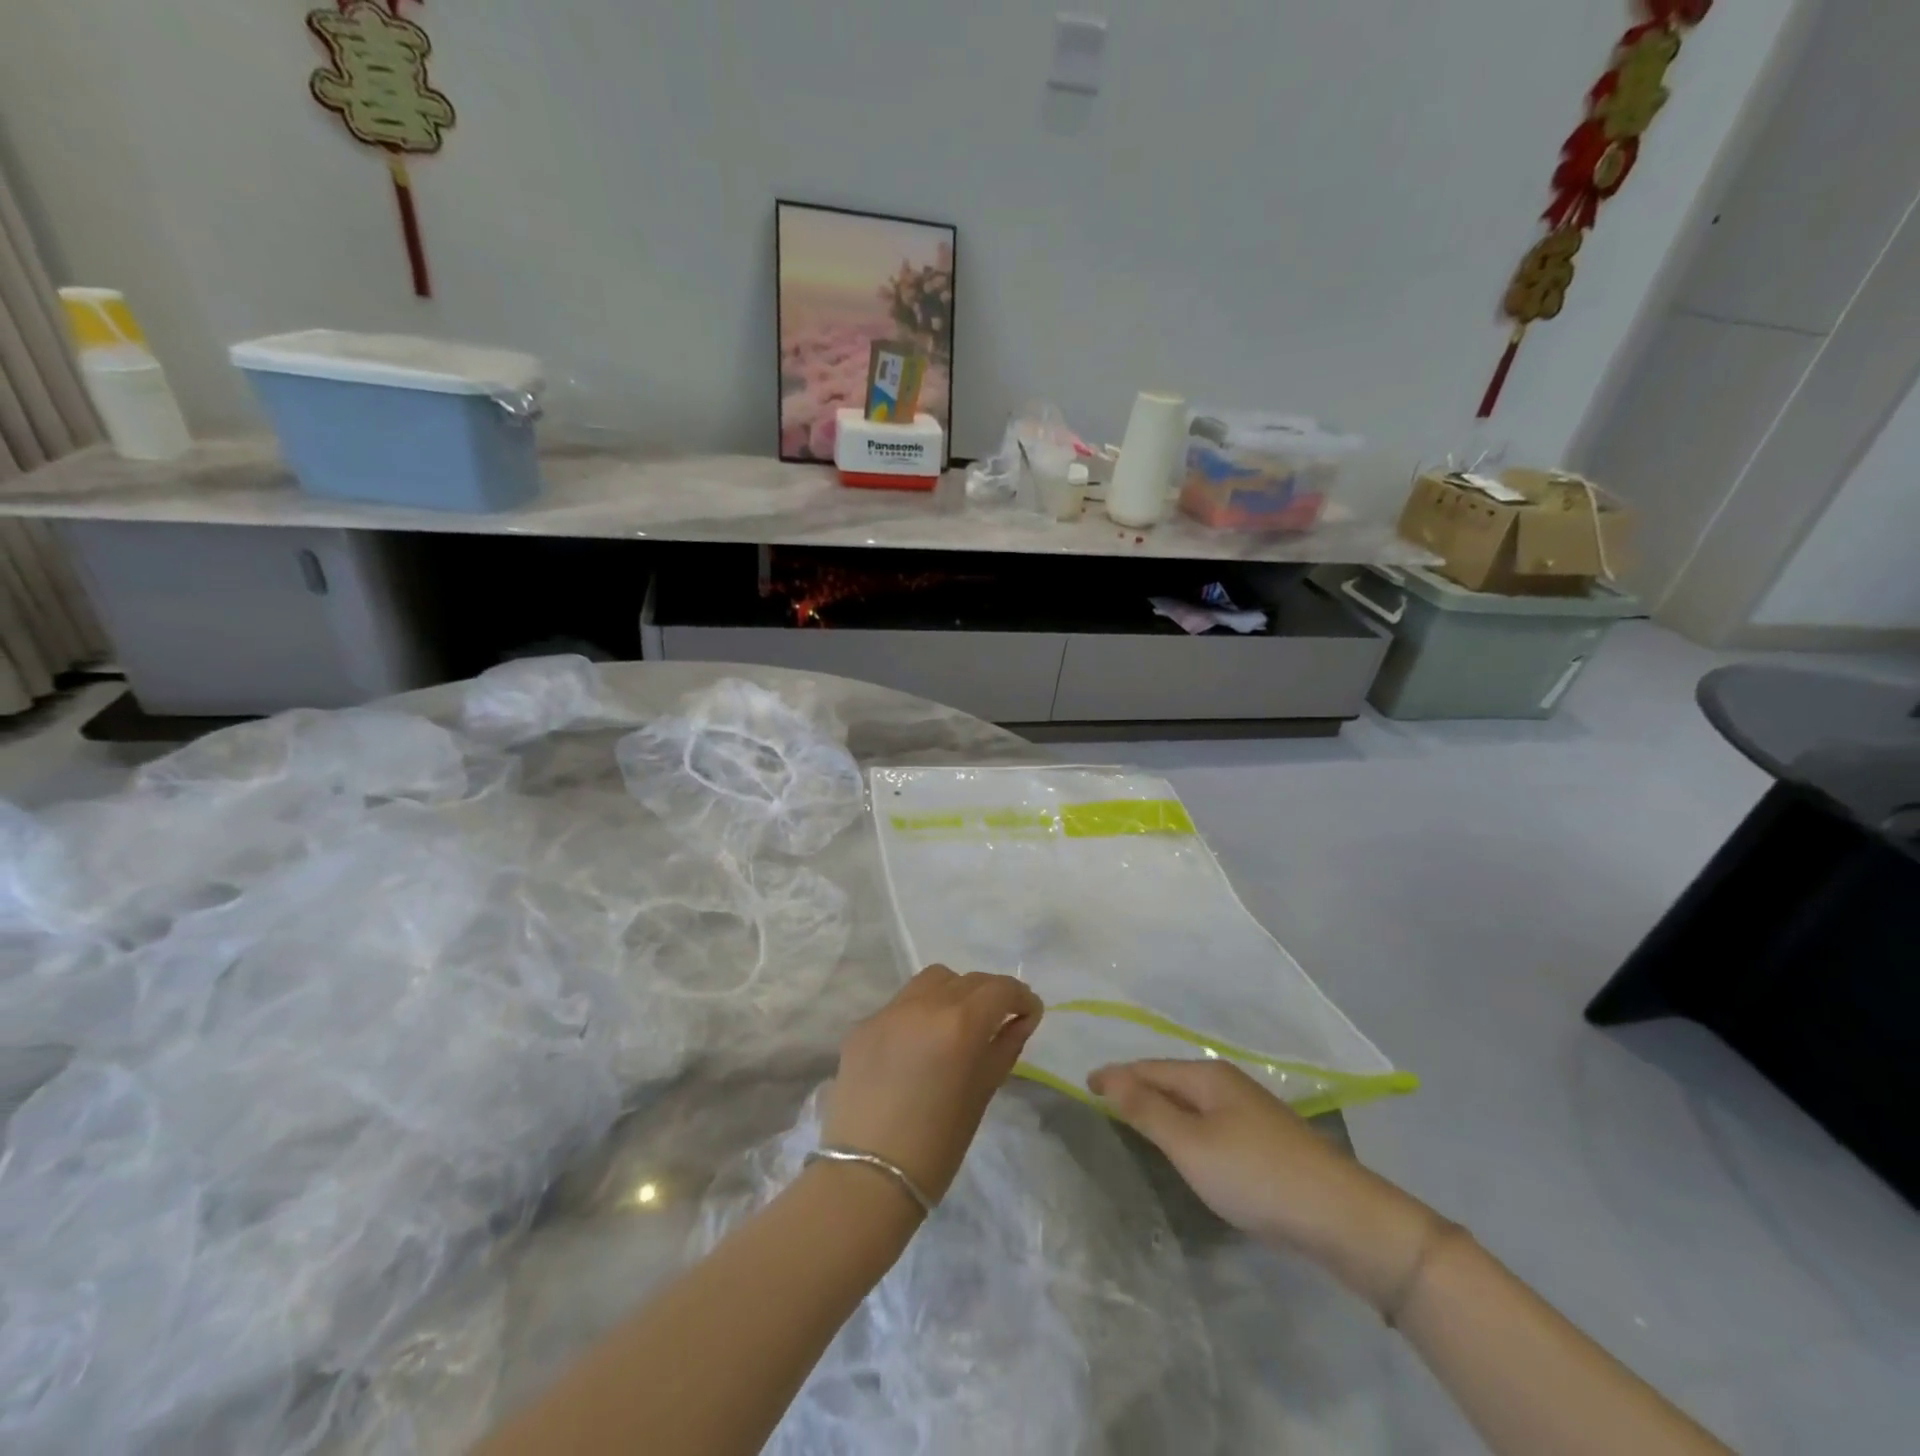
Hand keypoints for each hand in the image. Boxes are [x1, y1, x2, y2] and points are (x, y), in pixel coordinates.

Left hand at [822, 965, 1042, 1205]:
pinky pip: (900, 1005)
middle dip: (989, 994)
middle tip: (998, 1020)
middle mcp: (923, 1005)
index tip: (1029, 1013)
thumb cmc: (937, 1145)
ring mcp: (888, 1011)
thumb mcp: (982, 1093)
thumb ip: (1004, 1047)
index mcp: (959, 1023)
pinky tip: (917, 1047)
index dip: (1021, 997)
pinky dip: (919, 1014)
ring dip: (952, 992)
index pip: (1000, 989)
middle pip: (967, 980)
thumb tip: (1021, 1019)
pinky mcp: (862, 1026)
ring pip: (931, 981)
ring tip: (956, 1024)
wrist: (868, 1176)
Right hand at [1088, 1059, 1443, 1312]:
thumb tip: (1107, 1076)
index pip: (1147, 1067)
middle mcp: (1226, 1082)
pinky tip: (1182, 1142)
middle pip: (1169, 1078)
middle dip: (1135, 1085)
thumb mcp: (1190, 1144)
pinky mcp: (1263, 1138)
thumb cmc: (1255, 1174)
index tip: (1083, 1085)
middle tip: (1102, 1100)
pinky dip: (1183, 1123)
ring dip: (1159, 1105)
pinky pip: (1207, 1120)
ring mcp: (1248, 1110)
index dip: (1114, 1075)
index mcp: (1206, 1075)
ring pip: (1189, 1100)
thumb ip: (1146, 1110)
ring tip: (1132, 1118)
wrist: (1340, 1216)